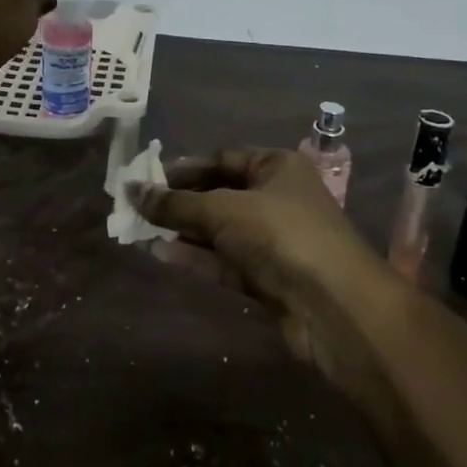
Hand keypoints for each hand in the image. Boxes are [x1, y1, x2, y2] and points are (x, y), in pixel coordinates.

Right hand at [132, 149, 388, 390]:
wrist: (336, 307)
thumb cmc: (281, 235)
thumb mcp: (223, 210)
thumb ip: (175, 203)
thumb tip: (130, 189)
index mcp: (277, 167)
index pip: (223, 159)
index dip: (184, 168)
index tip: (147, 178)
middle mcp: (278, 199)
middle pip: (220, 194)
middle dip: (180, 203)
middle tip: (139, 207)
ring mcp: (275, 241)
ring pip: (221, 231)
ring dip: (184, 232)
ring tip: (141, 231)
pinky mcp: (269, 278)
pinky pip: (226, 262)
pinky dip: (197, 258)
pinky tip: (162, 255)